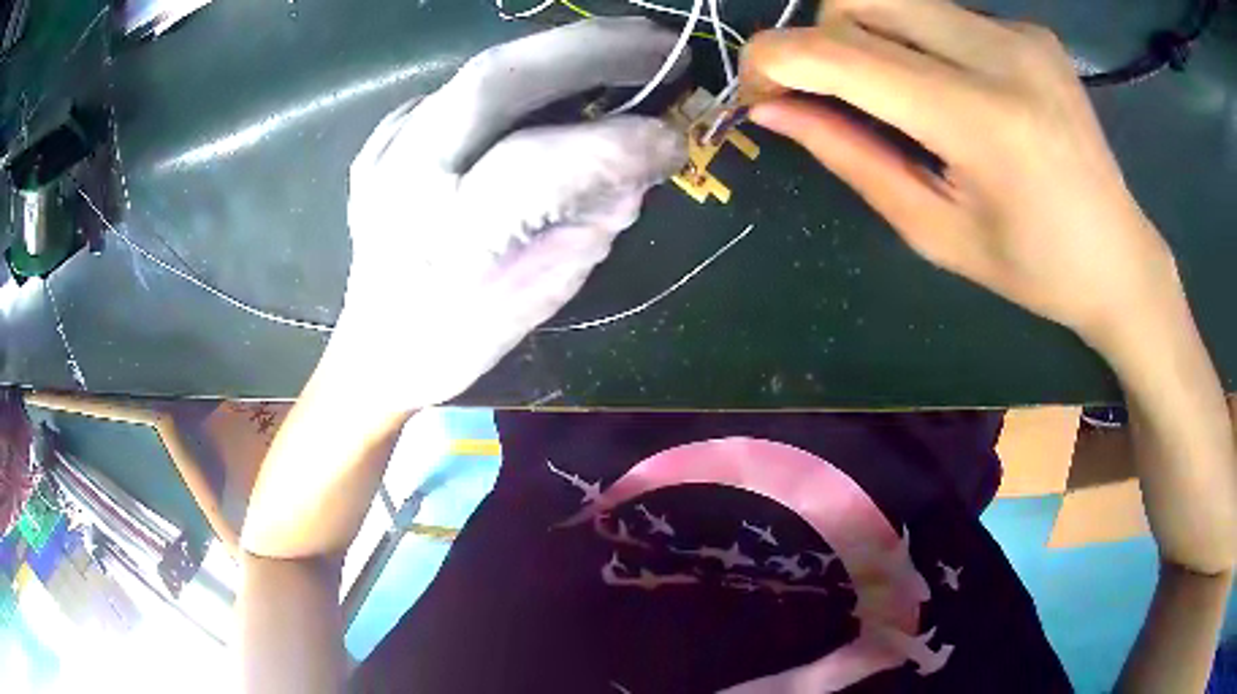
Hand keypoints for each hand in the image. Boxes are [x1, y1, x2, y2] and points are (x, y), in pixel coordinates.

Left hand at [340, 18, 687, 409]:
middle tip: (662, 44)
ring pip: (484, 69)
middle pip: (496, 77)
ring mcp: (387, 145)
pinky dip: (525, 77)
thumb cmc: (460, 336)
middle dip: (591, 47)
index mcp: (443, 237)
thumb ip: (595, 218)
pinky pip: (467, 87)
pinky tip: (559, 85)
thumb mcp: (543, 292)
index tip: (676, 136)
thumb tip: (643, 157)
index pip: (536, 165)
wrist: (378, 342)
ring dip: (565, 51)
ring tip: (628, 46)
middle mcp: (404, 175)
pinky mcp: (386, 132)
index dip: (617, 142)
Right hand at [741, 0, 1179, 350]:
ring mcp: (1020, 33)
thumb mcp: (936, 232)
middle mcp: (1001, 54)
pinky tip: (953, 90)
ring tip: (898, 98)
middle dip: (821, 39)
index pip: (841, 52)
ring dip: (869, 37)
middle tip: (831, 94)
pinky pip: (943, 14)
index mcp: (981, 122)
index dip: (774, 60)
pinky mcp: (1031, 29)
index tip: (758, 93)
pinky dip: (919, 42)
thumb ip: (852, 158)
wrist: (1120, 257)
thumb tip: (774, 110)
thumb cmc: (1033, 269)